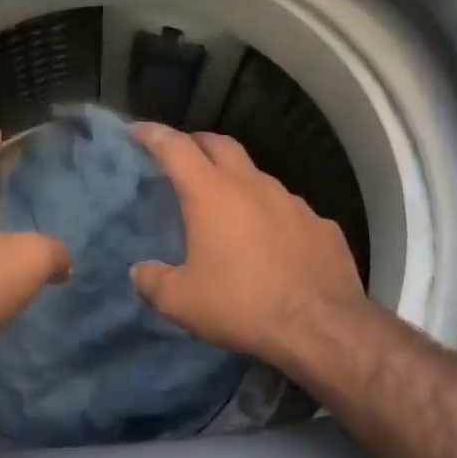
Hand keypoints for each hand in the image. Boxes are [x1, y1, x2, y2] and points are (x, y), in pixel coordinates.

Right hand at [129, 124, 368, 368]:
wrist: (321, 326)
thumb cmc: (241, 305)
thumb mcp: (181, 301)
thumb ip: (153, 282)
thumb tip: (140, 272)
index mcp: (211, 193)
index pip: (175, 147)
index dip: (152, 135)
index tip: (136, 131)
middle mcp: (252, 185)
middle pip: (219, 144)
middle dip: (195, 143)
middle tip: (179, 157)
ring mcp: (291, 201)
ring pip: (256, 175)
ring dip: (235, 179)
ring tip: (224, 204)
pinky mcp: (320, 223)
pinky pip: (286, 208)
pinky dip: (269, 213)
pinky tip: (268, 240)